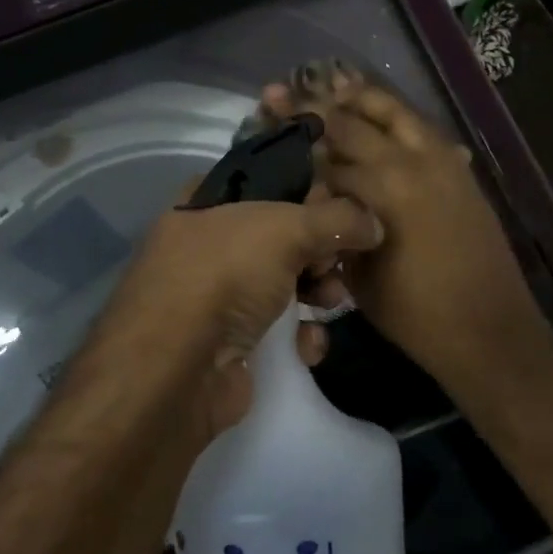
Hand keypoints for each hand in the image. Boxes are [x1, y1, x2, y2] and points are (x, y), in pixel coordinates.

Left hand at [100, 190, 383, 436]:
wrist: (176, 371)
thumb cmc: (224, 275)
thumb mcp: (285, 228)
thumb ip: (336, 218)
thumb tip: (375, 223)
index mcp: (205, 203)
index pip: (265, 183)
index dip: (306, 191)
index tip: (344, 204)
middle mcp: (206, 244)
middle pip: (281, 236)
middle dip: (320, 249)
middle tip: (342, 259)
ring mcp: (215, 297)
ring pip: (284, 283)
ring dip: (317, 292)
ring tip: (332, 302)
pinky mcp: (229, 343)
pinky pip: (277, 330)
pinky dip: (298, 336)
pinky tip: (307, 346)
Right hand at [262, 73, 539, 388]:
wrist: (489, 330)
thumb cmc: (414, 313)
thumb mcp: (358, 275)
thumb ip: (336, 225)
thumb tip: (319, 197)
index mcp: (382, 188)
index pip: (327, 156)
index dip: (295, 139)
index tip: (271, 118)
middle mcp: (411, 162)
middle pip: (356, 122)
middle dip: (320, 107)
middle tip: (291, 92)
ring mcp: (442, 162)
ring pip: (397, 112)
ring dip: (364, 99)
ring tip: (337, 86)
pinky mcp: (460, 171)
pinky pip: (424, 130)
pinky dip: (399, 117)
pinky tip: (384, 117)